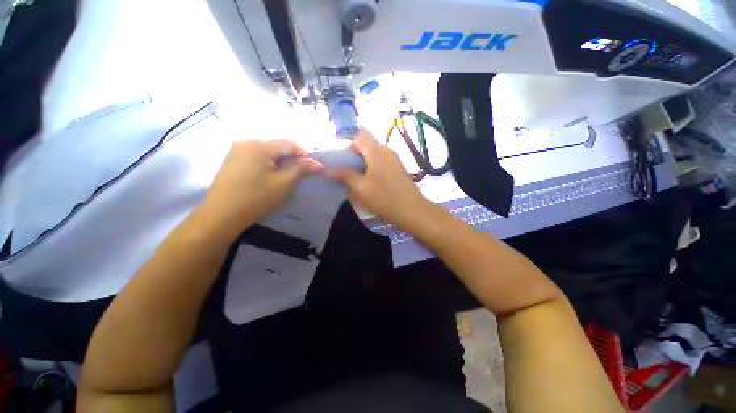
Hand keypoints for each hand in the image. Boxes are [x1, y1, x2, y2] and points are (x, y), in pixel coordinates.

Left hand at [203, 139, 321, 230]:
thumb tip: (317, 163)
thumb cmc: (257, 198)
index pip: (289, 144)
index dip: (305, 154)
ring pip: (267, 152)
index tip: (314, 167)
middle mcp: (246, 141)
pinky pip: (256, 157)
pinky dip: (268, 165)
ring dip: (281, 162)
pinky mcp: (232, 160)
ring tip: (287, 176)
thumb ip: (301, 169)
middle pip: (278, 147)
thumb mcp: (284, 183)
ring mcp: (236, 150)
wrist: (221, 215)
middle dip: (292, 158)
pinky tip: (270, 177)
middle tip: (302, 173)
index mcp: (259, 145)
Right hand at [328, 129, 431, 227]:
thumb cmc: (384, 197)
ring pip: (374, 154)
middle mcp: (387, 150)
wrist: (412, 210)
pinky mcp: (398, 168)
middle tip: (345, 171)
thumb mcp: (360, 187)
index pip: (360, 135)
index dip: (347, 142)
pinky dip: (372, 168)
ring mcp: (394, 159)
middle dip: (353, 155)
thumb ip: (343, 176)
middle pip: (366, 144)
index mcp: (376, 151)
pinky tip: (369, 183)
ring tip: (355, 179)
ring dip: (362, 163)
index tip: (340, 158)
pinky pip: (381, 162)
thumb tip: (324, 170)